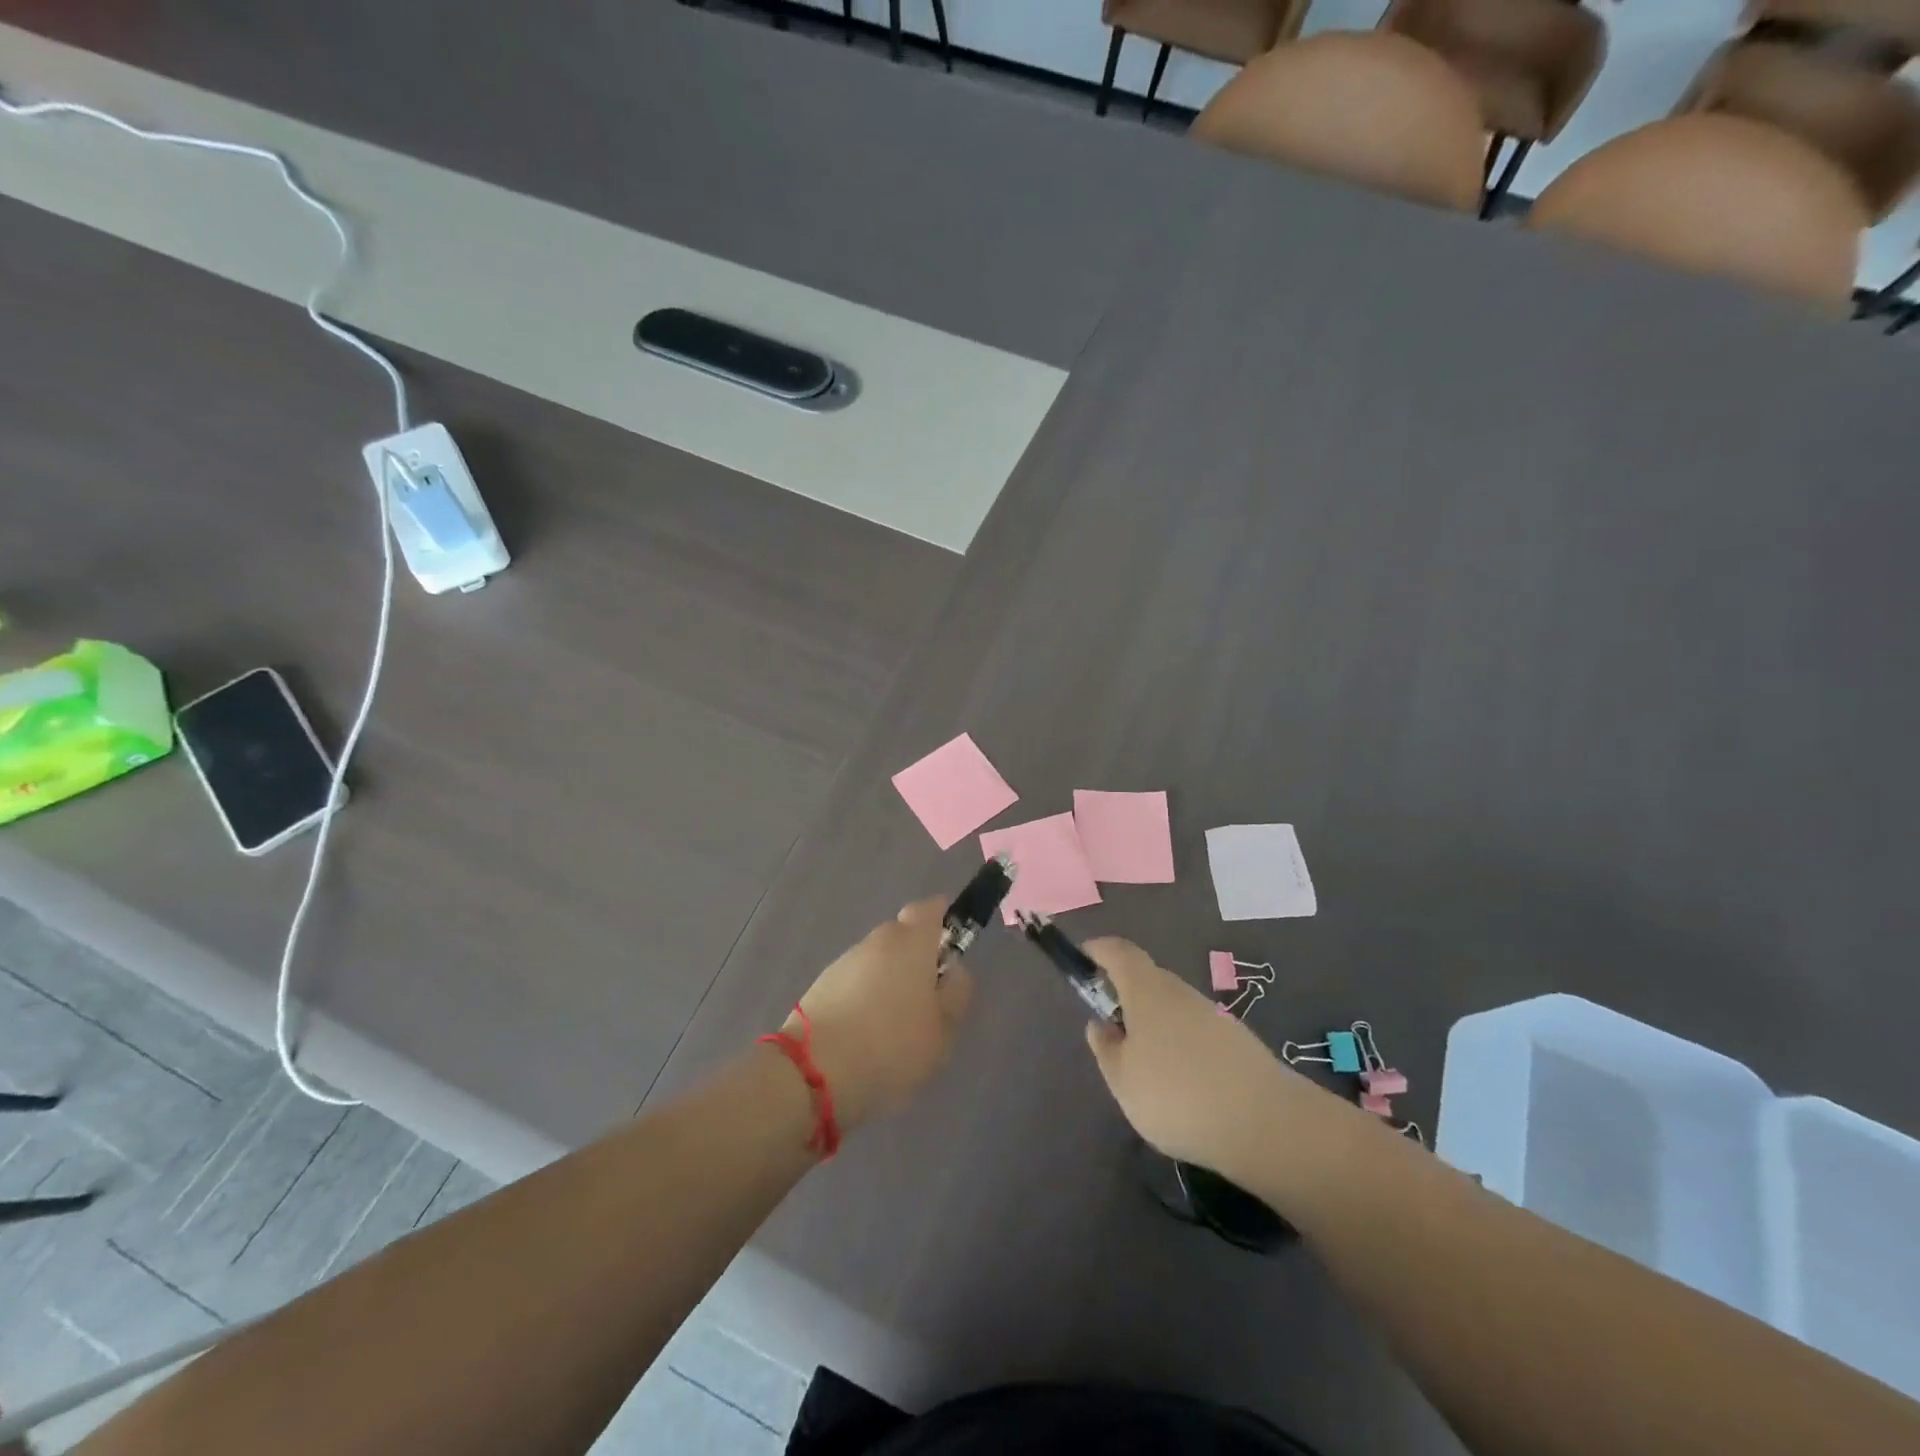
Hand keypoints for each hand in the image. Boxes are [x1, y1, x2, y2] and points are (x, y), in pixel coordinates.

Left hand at [788, 898, 973, 1132]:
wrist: (813, 1072)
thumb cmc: (891, 1046)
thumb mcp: (942, 1030)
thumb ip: (956, 993)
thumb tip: (954, 970)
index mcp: (912, 941)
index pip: (931, 908)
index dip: (943, 921)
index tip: (950, 950)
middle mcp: (877, 940)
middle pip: (903, 934)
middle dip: (916, 957)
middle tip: (927, 999)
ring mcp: (845, 961)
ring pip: (877, 959)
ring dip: (889, 979)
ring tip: (894, 1024)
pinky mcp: (821, 984)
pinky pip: (855, 981)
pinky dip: (864, 996)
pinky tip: (866, 1033)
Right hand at [1082, 938, 1293, 1183]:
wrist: (1265, 1124)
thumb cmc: (1176, 1094)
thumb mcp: (1122, 1079)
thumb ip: (1106, 1048)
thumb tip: (1101, 1024)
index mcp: (1147, 990)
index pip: (1118, 951)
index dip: (1098, 950)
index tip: (1083, 960)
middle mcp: (1180, 991)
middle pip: (1147, 979)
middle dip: (1126, 997)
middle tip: (1112, 1034)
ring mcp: (1213, 1015)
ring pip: (1173, 1008)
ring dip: (1155, 1026)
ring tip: (1147, 1072)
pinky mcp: (1237, 1041)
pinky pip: (1196, 1032)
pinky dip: (1182, 1048)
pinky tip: (1184, 1087)